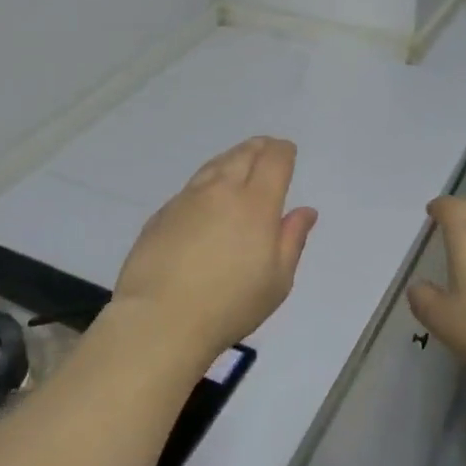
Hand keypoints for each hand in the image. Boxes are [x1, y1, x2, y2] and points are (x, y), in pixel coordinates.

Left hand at [111, 137, 317, 362]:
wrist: (160, 318)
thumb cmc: (229, 304)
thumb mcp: (277, 280)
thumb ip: (292, 240)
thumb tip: (305, 211)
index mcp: (256, 204)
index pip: (273, 161)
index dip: (283, 151)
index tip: (287, 151)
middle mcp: (221, 190)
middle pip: (243, 154)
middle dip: (259, 147)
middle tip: (266, 148)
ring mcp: (187, 199)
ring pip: (215, 165)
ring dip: (232, 158)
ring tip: (239, 161)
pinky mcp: (162, 213)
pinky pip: (192, 185)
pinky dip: (208, 180)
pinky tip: (207, 194)